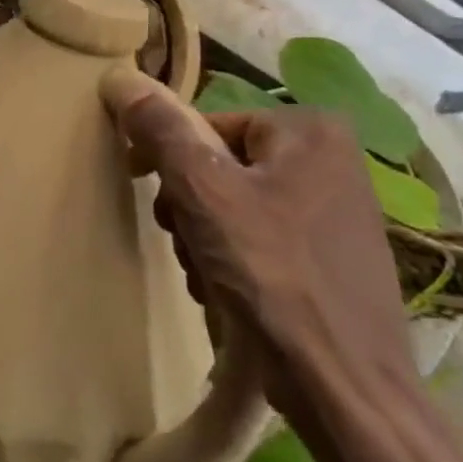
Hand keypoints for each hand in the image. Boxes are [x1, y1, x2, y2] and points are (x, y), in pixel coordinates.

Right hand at [100, 70, 415, 408]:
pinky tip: (229, 292)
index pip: (205, 126)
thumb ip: (161, 130)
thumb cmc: (272, 275)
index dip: (166, 159)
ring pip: (231, 206)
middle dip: (187, 206)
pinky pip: (258, 239)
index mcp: (310, 131)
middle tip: (185, 241)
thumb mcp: (204, 192)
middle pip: (218, 167)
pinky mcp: (331, 257)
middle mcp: (331, 162)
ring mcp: (335, 212)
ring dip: (202, 238)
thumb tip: (119, 77)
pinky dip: (231, 261)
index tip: (145, 190)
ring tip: (208, 274)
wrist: (343, 384)